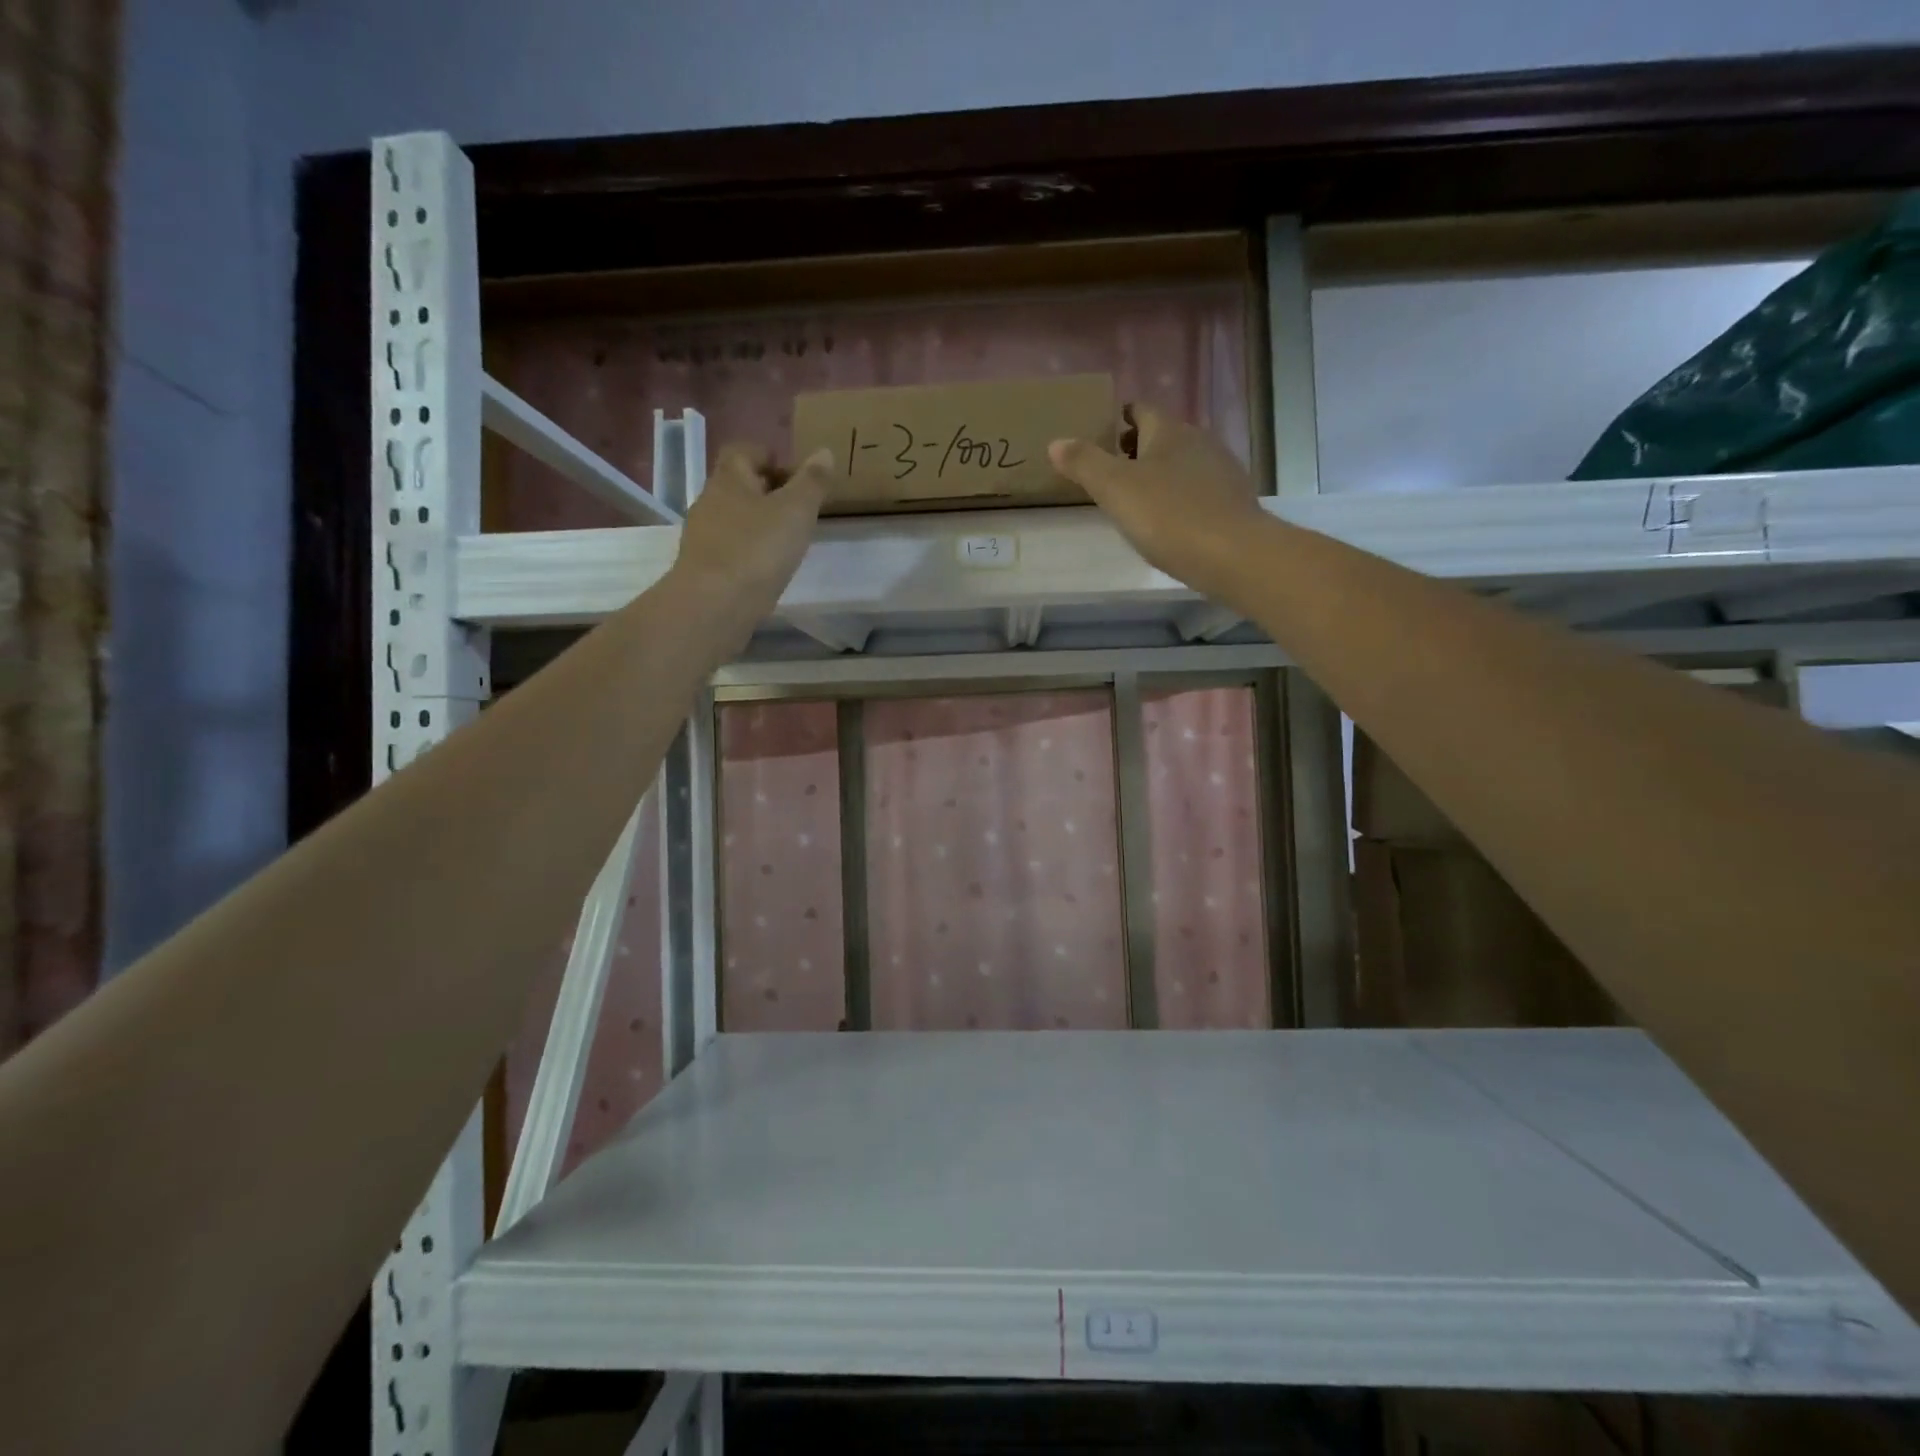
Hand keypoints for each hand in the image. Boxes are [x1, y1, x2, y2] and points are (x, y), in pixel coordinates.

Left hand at [668, 443, 830, 628]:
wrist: (714, 605)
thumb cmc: (757, 549)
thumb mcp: (796, 511)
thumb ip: (812, 482)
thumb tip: (824, 452)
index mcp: (729, 479)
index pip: (744, 451)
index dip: (769, 456)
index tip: (795, 476)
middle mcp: (709, 501)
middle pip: (738, 486)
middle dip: (767, 492)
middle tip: (798, 509)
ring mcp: (702, 537)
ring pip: (733, 519)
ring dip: (758, 524)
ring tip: (787, 542)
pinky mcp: (703, 568)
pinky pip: (729, 549)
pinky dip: (748, 552)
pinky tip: (766, 569)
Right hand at [1049, 406, 1268, 605]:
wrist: (1234, 554)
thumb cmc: (1168, 516)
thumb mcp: (1115, 489)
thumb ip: (1084, 463)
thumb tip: (1056, 442)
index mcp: (1168, 431)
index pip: (1141, 410)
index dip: (1120, 418)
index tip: (1102, 434)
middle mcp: (1199, 440)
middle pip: (1162, 436)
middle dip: (1137, 448)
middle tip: (1111, 470)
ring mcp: (1221, 469)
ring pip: (1182, 462)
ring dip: (1160, 473)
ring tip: (1137, 498)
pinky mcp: (1233, 500)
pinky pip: (1199, 488)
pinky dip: (1181, 496)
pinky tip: (1170, 520)